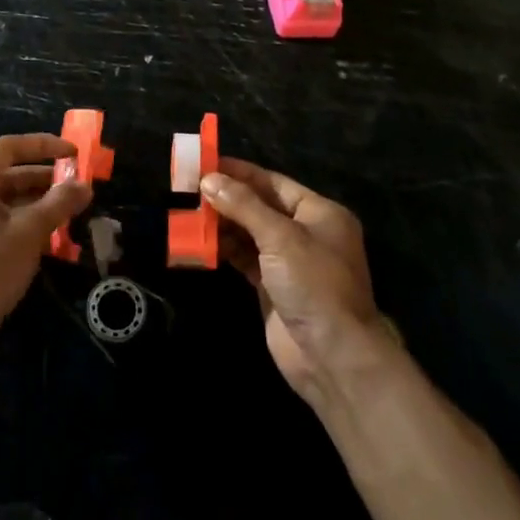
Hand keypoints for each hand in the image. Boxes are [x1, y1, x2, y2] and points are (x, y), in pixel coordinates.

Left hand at [0, 134, 91, 359]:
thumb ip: (59, 203)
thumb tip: (85, 185)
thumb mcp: (29, 232)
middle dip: (43, 180)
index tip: (74, 153)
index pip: (9, 147)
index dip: (44, 146)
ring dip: (34, 206)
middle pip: (4, 176)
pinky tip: (42, 243)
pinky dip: (18, 226)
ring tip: (66, 215)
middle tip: (76, 188)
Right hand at [204, 159, 382, 401]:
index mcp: (320, 213)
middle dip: (227, 197)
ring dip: (222, 223)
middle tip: (190, 187)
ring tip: (188, 212)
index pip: (273, 183)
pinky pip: (245, 258)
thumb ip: (244, 205)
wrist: (331, 356)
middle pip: (260, 206)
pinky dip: (225, 249)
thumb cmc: (314, 284)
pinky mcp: (273, 287)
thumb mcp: (280, 237)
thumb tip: (210, 180)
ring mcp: (289, 262)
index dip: (240, 172)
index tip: (207, 162)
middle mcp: (306, 232)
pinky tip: (201, 241)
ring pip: (250, 233)